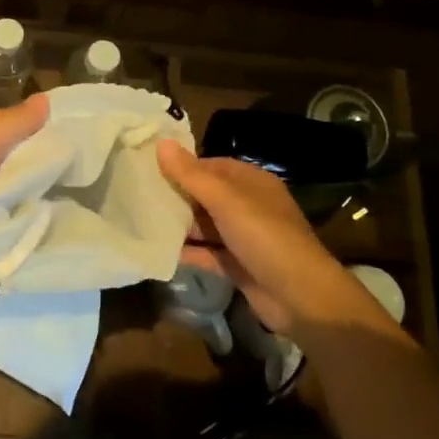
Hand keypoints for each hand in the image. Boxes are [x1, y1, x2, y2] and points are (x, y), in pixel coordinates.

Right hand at [158, 140, 406, 349]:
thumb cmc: (264, 236)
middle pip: (207, 195)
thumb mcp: (226, 200)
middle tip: (138, 195)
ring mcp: (245, 238)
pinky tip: (159, 251)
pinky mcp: (238, 266)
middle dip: (178, 196)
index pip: (212, 166)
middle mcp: (249, 206)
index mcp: (252, 182)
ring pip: (206, 225)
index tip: (150, 169)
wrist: (300, 296)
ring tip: (141, 220)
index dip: (184, 166)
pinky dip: (188, 252)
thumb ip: (191, 174)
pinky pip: (208, 253)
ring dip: (180, 225)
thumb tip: (160, 143)